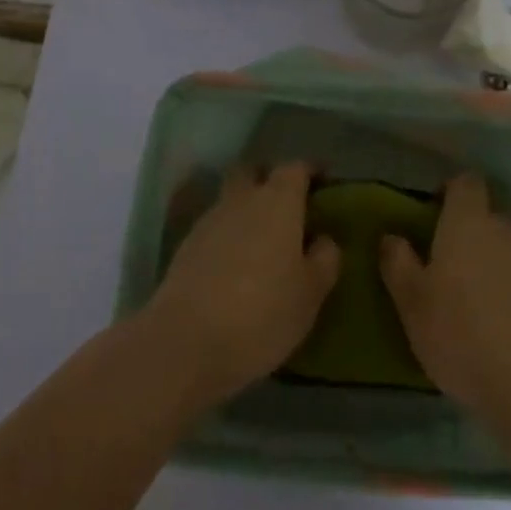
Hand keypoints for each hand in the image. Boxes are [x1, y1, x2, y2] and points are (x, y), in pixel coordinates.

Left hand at [144, 162, 340, 408]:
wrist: (186, 342)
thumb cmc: (263, 312)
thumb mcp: (311, 292)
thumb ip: (324, 259)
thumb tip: (323, 239)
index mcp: (278, 201)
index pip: (296, 168)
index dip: (310, 171)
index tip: (322, 181)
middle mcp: (242, 199)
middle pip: (254, 173)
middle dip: (269, 179)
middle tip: (288, 205)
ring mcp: (209, 221)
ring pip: (231, 200)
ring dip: (246, 210)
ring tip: (263, 241)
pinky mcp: (185, 248)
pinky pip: (215, 228)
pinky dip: (228, 236)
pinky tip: (237, 265)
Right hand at [381, 174, 510, 420]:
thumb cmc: (463, 335)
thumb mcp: (413, 304)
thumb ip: (398, 264)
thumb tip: (391, 236)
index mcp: (468, 222)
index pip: (465, 182)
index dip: (450, 191)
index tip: (433, 213)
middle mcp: (506, 229)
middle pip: (488, 215)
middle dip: (470, 231)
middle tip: (448, 263)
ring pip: (509, 248)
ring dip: (493, 262)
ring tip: (474, 298)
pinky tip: (501, 323)